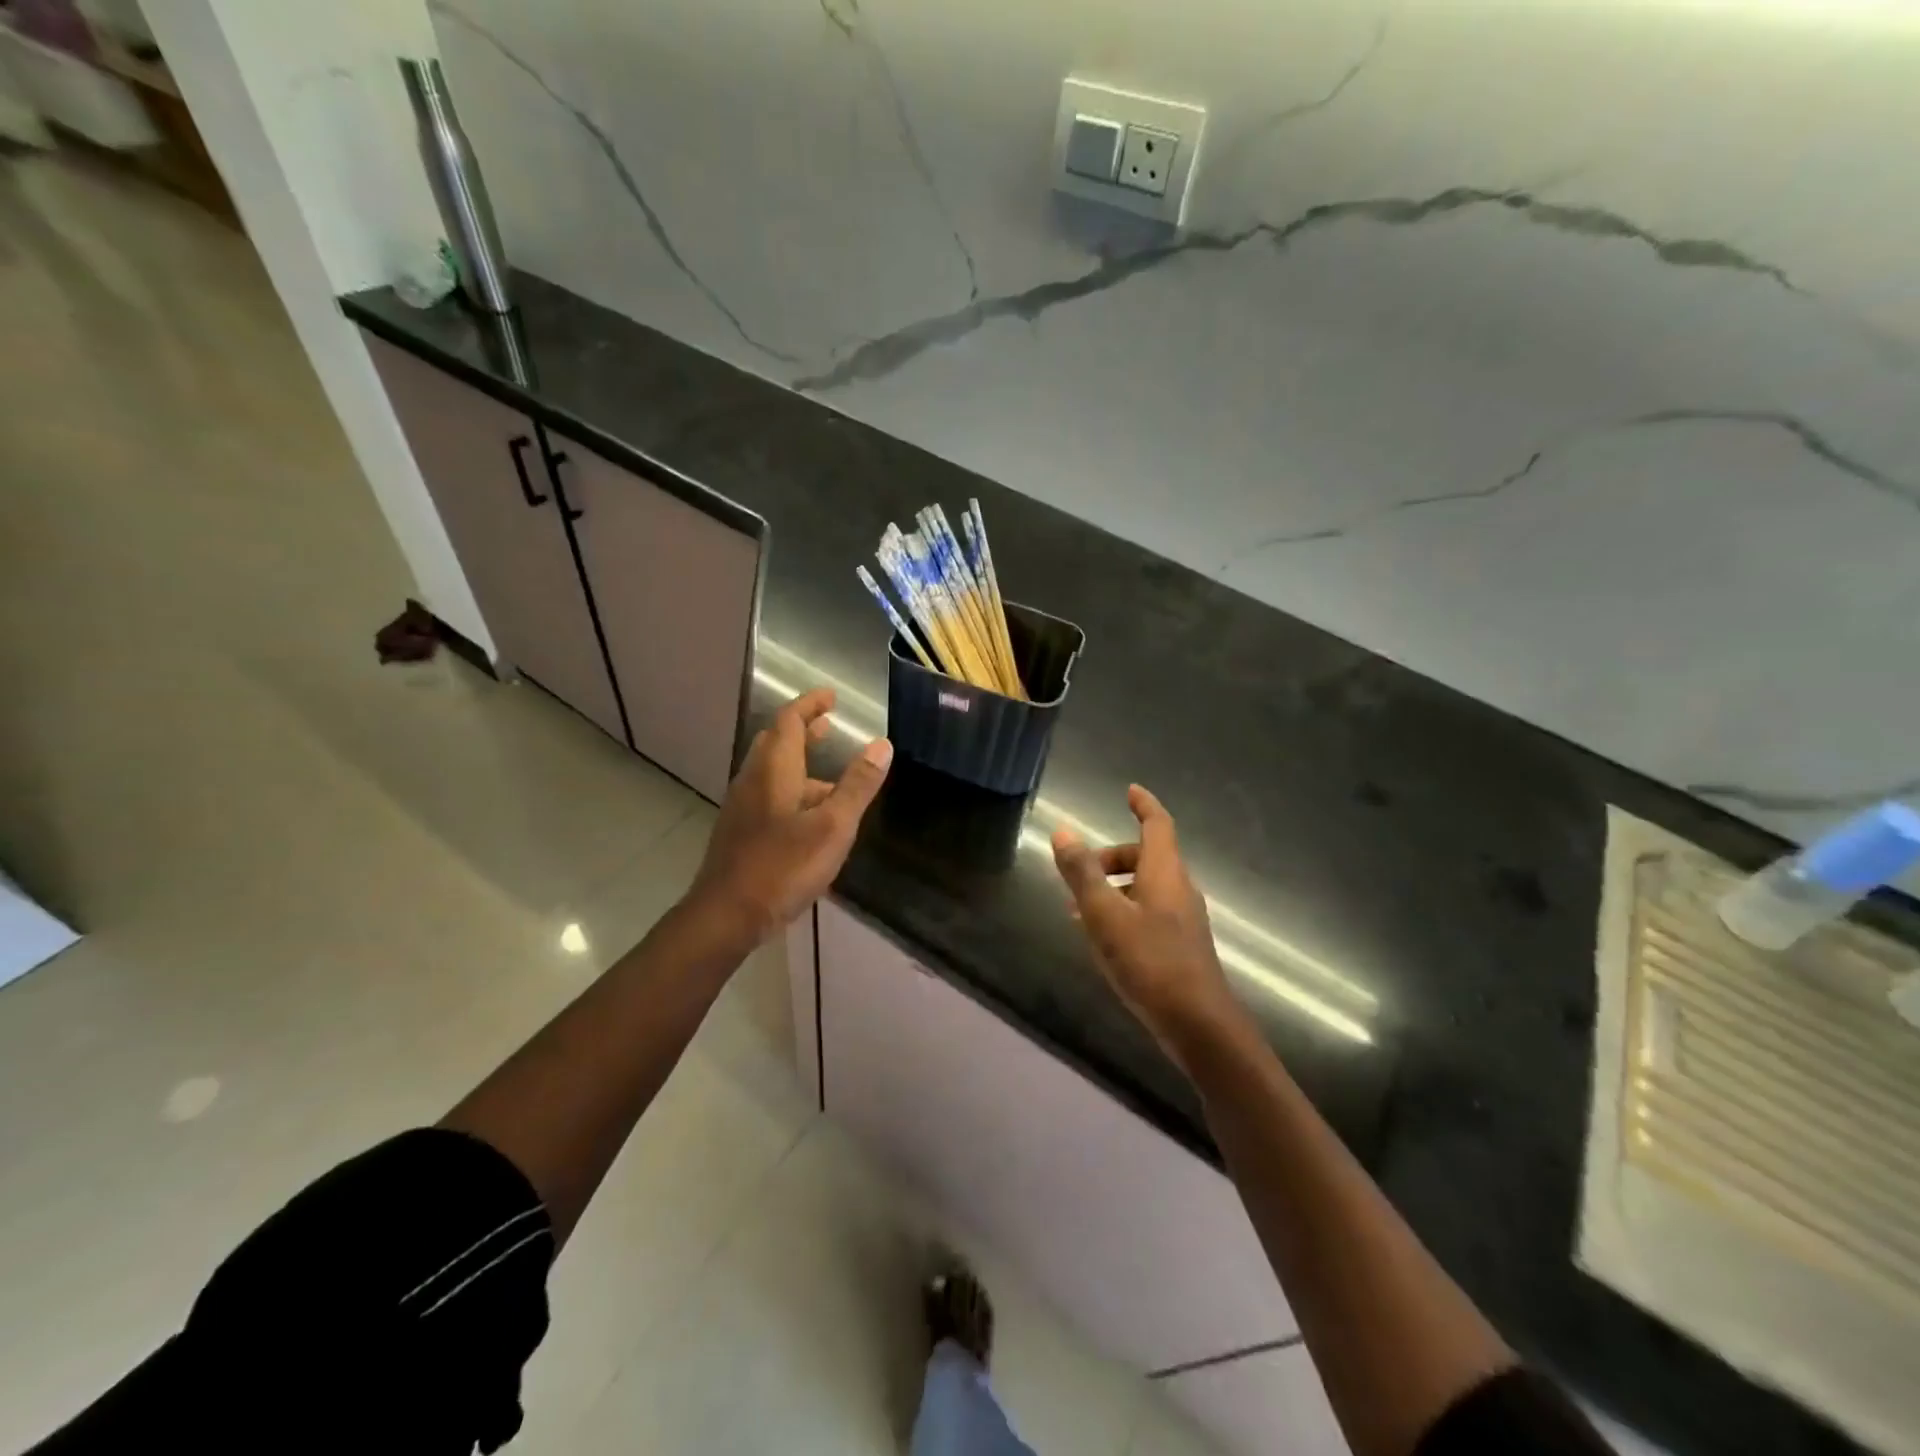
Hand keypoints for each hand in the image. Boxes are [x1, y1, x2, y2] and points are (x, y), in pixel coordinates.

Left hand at [688, 688, 891, 944]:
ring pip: (771, 771)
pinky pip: (768, 795)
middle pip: (776, 742)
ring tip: (830, 776)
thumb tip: (881, 744)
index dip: (810, 704)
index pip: (790, 720)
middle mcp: (753, 780)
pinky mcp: (740, 832)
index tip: (831, 697)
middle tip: (829, 726)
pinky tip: (810, 817)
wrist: (727, 915)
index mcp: (774, 769)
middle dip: (803, 730)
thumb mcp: (833, 826)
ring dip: (799, 763)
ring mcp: (742, 807)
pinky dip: (791, 790)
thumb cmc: (783, 866)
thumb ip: (858, 785)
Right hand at [1052, 785, 1245, 1067]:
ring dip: (1113, 887)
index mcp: (1165, 872)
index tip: (1129, 791)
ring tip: (1077, 910)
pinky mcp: (1180, 946)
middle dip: (1111, 856)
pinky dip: (1122, 911)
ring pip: (1145, 887)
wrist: (1199, 1025)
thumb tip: (1063, 831)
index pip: (1157, 825)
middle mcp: (1179, 889)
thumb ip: (1082, 873)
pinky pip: (1148, 912)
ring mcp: (1183, 919)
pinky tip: (1101, 939)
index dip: (1144, 805)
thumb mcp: (1105, 915)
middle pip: (1146, 856)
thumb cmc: (1150, 962)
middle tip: (1078, 871)